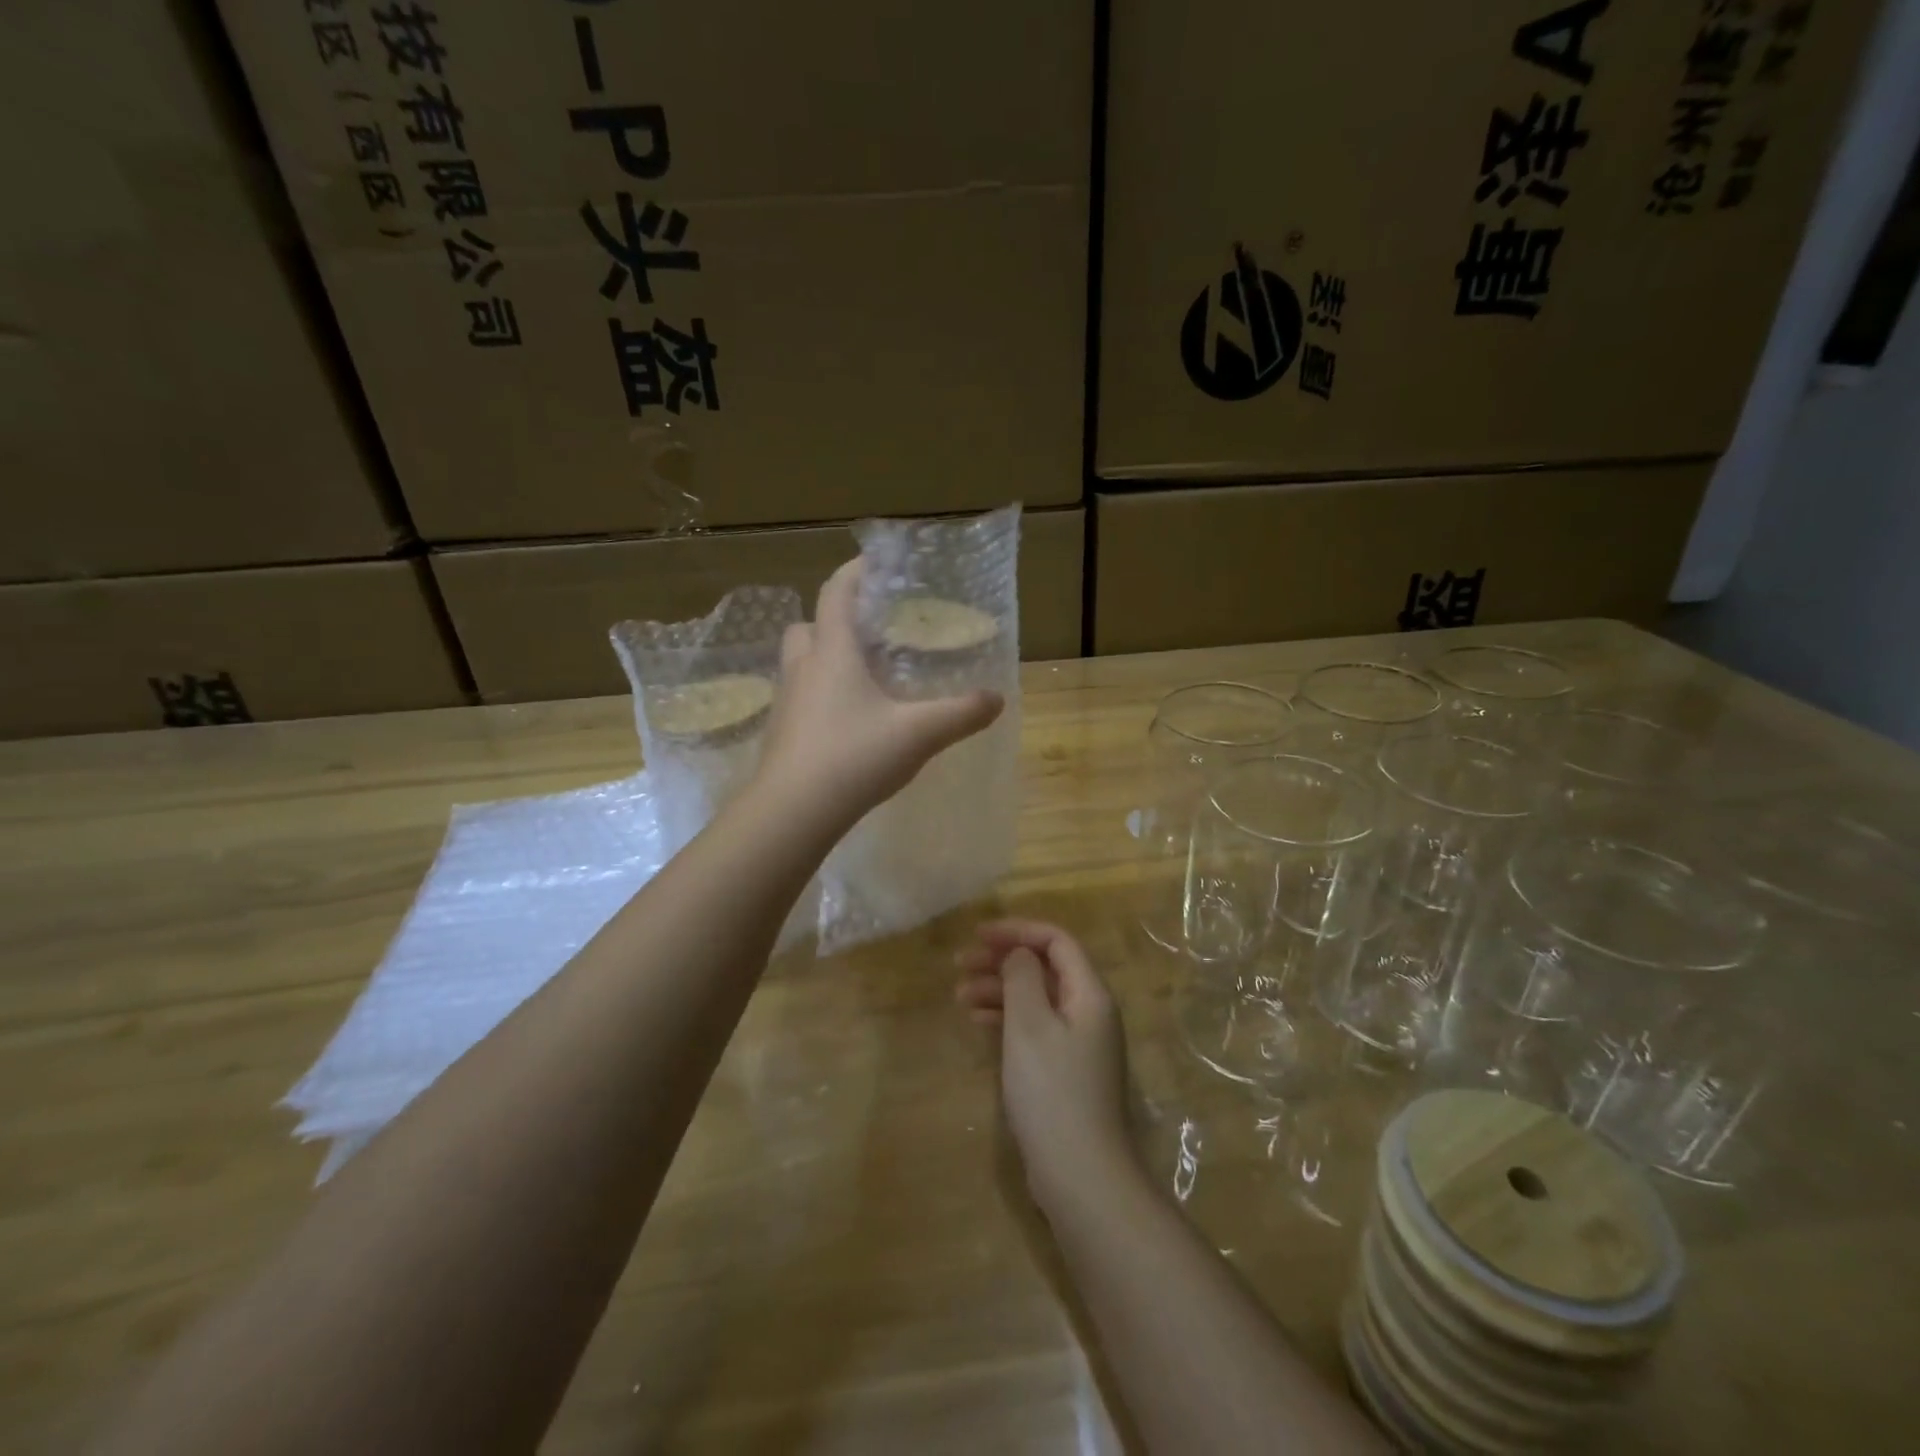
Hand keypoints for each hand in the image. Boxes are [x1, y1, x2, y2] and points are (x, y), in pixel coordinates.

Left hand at [758, 560, 1003, 825]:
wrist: (792, 812)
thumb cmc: (854, 757)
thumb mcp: (919, 733)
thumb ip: (960, 713)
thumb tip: (997, 698)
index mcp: (833, 653)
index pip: (837, 594)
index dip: (854, 572)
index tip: (874, 562)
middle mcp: (803, 669)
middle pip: (807, 626)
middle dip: (832, 620)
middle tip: (866, 633)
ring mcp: (786, 702)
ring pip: (799, 664)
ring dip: (823, 659)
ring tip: (860, 678)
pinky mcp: (780, 733)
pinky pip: (799, 698)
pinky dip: (819, 696)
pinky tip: (846, 722)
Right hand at [955, 920, 1136, 1207]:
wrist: (1081, 1175)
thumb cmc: (1052, 1091)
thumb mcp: (1029, 1025)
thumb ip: (1022, 977)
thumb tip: (1020, 953)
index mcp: (1089, 994)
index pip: (1056, 941)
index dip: (1017, 930)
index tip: (978, 935)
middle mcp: (1089, 1011)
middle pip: (1045, 968)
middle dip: (1003, 960)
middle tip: (960, 964)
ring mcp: (1079, 1043)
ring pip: (1037, 998)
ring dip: (1000, 990)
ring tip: (960, 996)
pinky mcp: (1066, 1070)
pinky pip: (1035, 1027)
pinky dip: (1007, 1018)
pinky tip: (978, 1022)